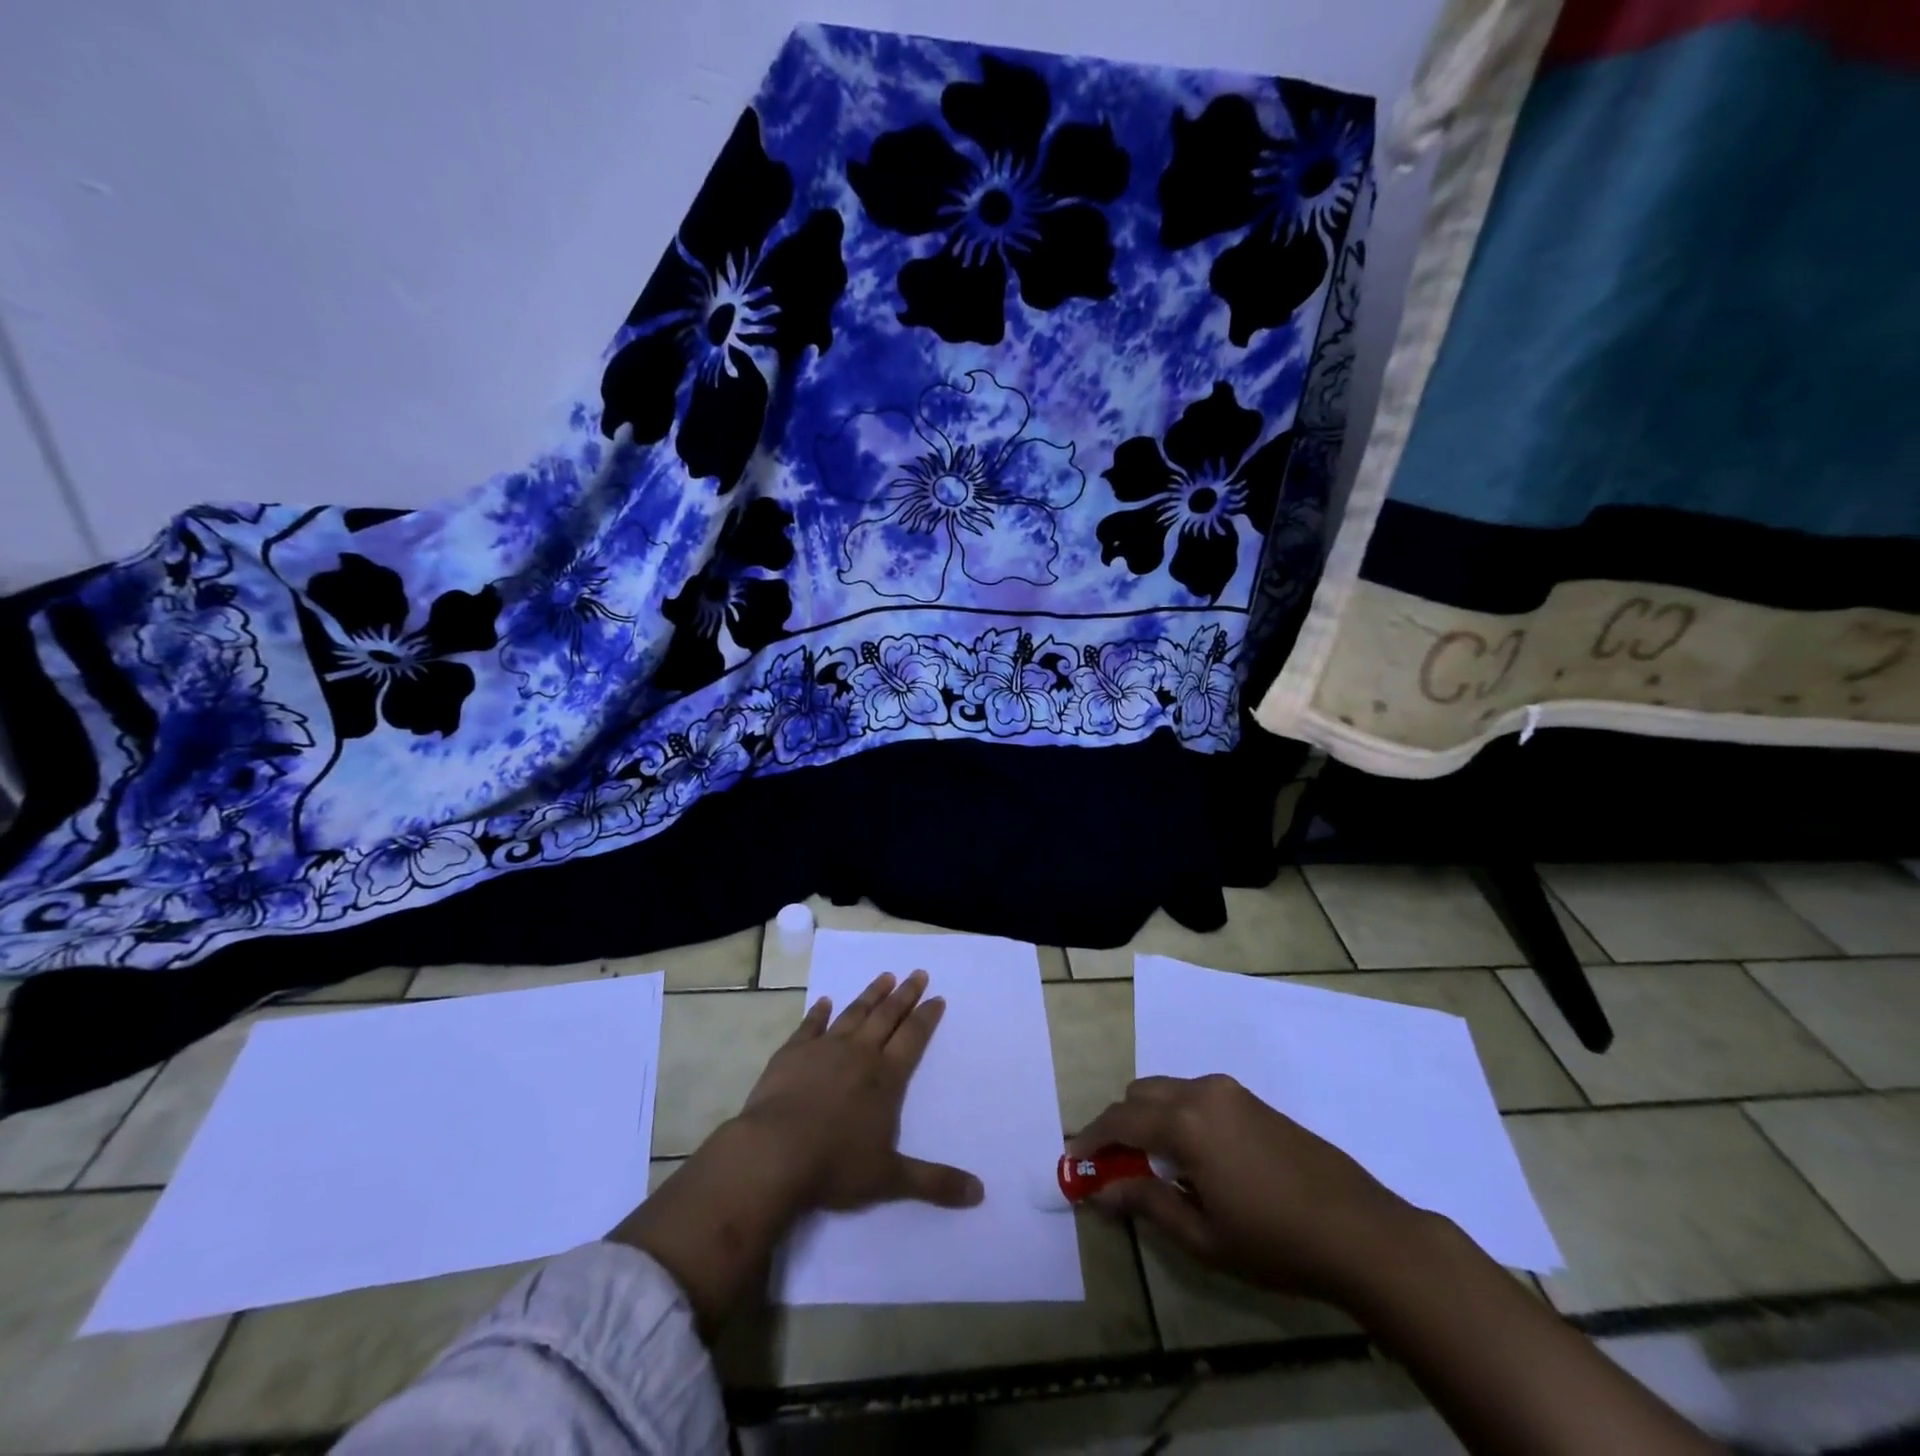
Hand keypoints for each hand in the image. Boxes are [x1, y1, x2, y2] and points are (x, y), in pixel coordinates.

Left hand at [611, 969, 978, 1332]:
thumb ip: (935, 1182)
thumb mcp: (890, 1179)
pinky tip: (824, 1001)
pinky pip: (810, 1025)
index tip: (937, 997)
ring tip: (885, 976)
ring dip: (871, 994)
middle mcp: (859, 1054)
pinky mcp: (792, 1053)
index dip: (926, 1017)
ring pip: (854, 1013)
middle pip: (887, 1016)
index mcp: (886, 1078)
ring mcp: (824, 1049)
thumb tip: (980, 1193)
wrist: (773, 1154)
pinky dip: (818, 1012)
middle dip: (905, 994)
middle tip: (918, 973)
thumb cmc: (835, 1166)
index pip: (913, 1038)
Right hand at [1070, 1074, 1425, 1306]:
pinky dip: (1177, 1116)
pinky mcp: (1251, 1099)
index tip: (1073, 1161)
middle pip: (1139, 1094)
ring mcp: (1230, 1091)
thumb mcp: (1204, 1236)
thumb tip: (1102, 1192)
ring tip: (1154, 1166)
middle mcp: (1202, 1092)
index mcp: (1185, 1122)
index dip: (1091, 1140)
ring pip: (1167, 1091)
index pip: (1120, 1120)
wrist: (1361, 1231)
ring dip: (1148, 1118)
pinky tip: (1194, 1158)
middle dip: (1119, 1125)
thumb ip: (1147, 1204)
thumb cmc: (1275, 1242)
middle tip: (1114, 1167)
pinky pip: (1196, 1096)